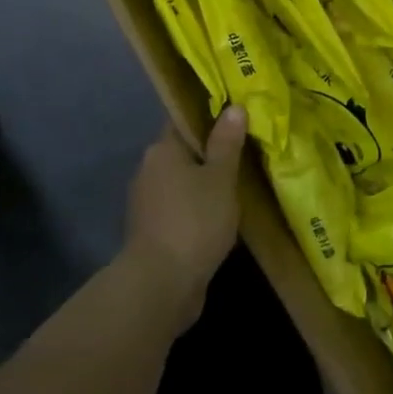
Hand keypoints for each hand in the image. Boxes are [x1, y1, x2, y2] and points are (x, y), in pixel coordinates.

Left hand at [123, 106, 247, 326]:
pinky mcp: (152, 233)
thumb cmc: (193, 221)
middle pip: (183, 152)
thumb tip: (234, 107)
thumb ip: (227, 142)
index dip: (209, 116)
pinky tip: (220, 218)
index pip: (185, 120)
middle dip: (210, 154)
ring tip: (238, 187)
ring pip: (182, 183)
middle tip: (245, 153)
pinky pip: (180, 210)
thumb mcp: (220, 178)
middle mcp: (149, 170)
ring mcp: (147, 203)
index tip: (236, 118)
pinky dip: (197, 211)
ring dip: (204, 185)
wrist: (160, 287)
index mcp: (162, 149)